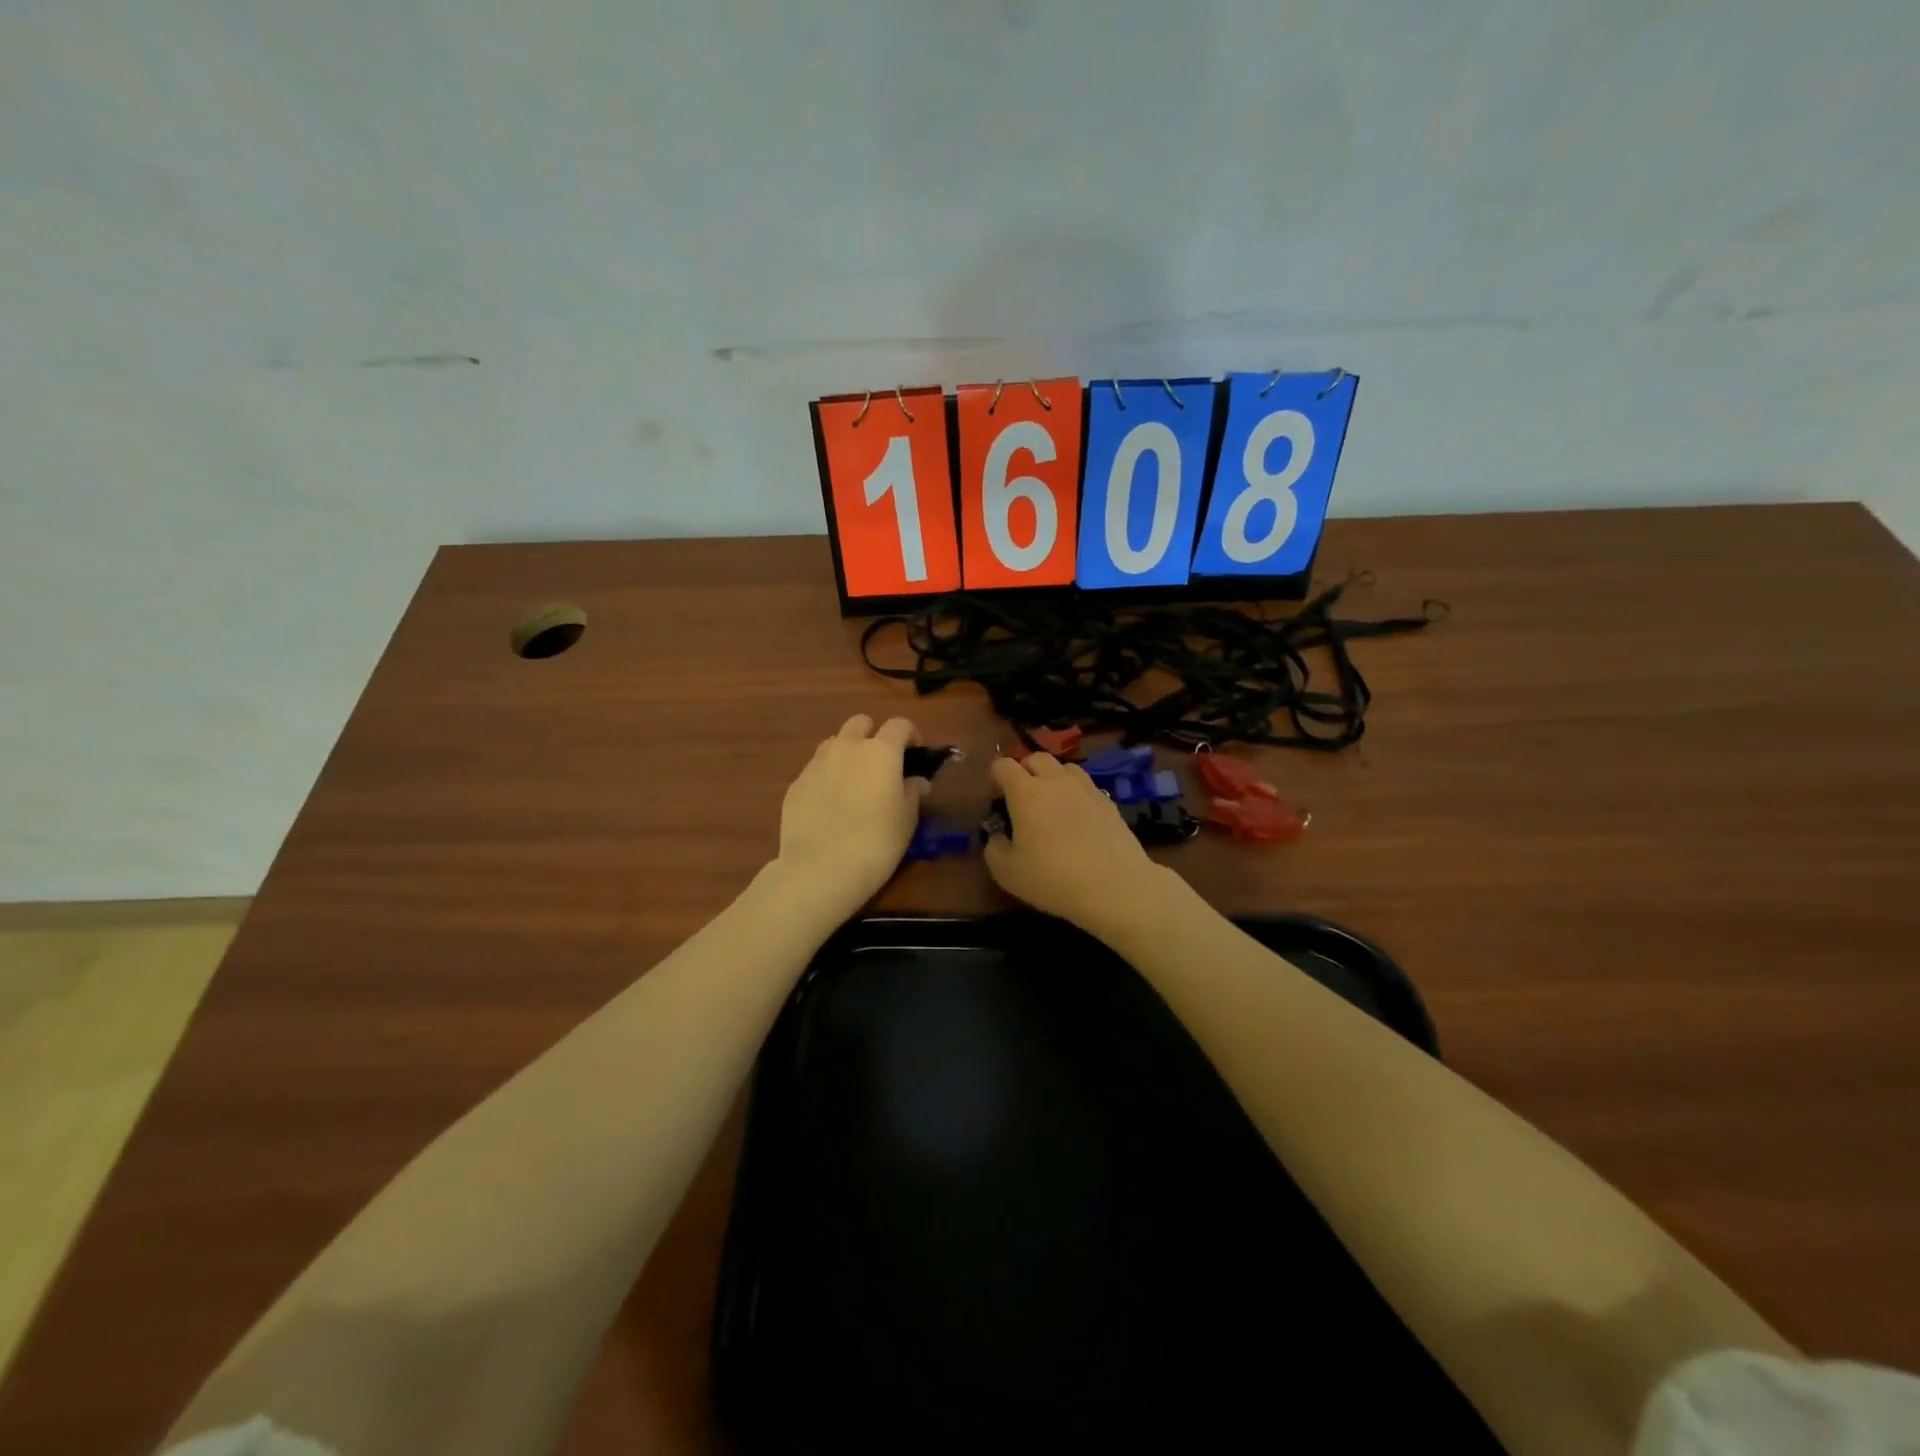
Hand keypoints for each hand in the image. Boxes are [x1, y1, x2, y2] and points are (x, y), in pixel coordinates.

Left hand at [775, 714, 927, 919]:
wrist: (820, 869)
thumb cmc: (876, 842)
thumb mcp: (907, 820)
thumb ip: (912, 793)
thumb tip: (916, 781)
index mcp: (881, 752)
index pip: (900, 725)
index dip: (910, 736)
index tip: (915, 755)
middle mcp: (847, 747)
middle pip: (861, 723)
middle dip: (873, 735)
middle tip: (881, 765)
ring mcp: (816, 763)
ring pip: (835, 743)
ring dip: (847, 753)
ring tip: (853, 782)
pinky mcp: (795, 783)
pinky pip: (816, 769)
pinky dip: (827, 777)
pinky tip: (830, 805)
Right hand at [983, 753, 1169, 936]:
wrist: (1114, 886)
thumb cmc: (1053, 879)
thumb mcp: (1007, 873)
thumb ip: (994, 849)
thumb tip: (998, 837)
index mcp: (1026, 792)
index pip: (1003, 765)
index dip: (995, 777)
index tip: (995, 798)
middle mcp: (1056, 781)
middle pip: (1036, 758)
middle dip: (1024, 771)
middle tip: (1022, 798)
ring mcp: (1086, 788)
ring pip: (1065, 767)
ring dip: (1053, 778)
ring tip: (1052, 803)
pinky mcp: (1109, 801)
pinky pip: (1086, 786)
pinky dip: (1076, 793)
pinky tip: (1077, 818)